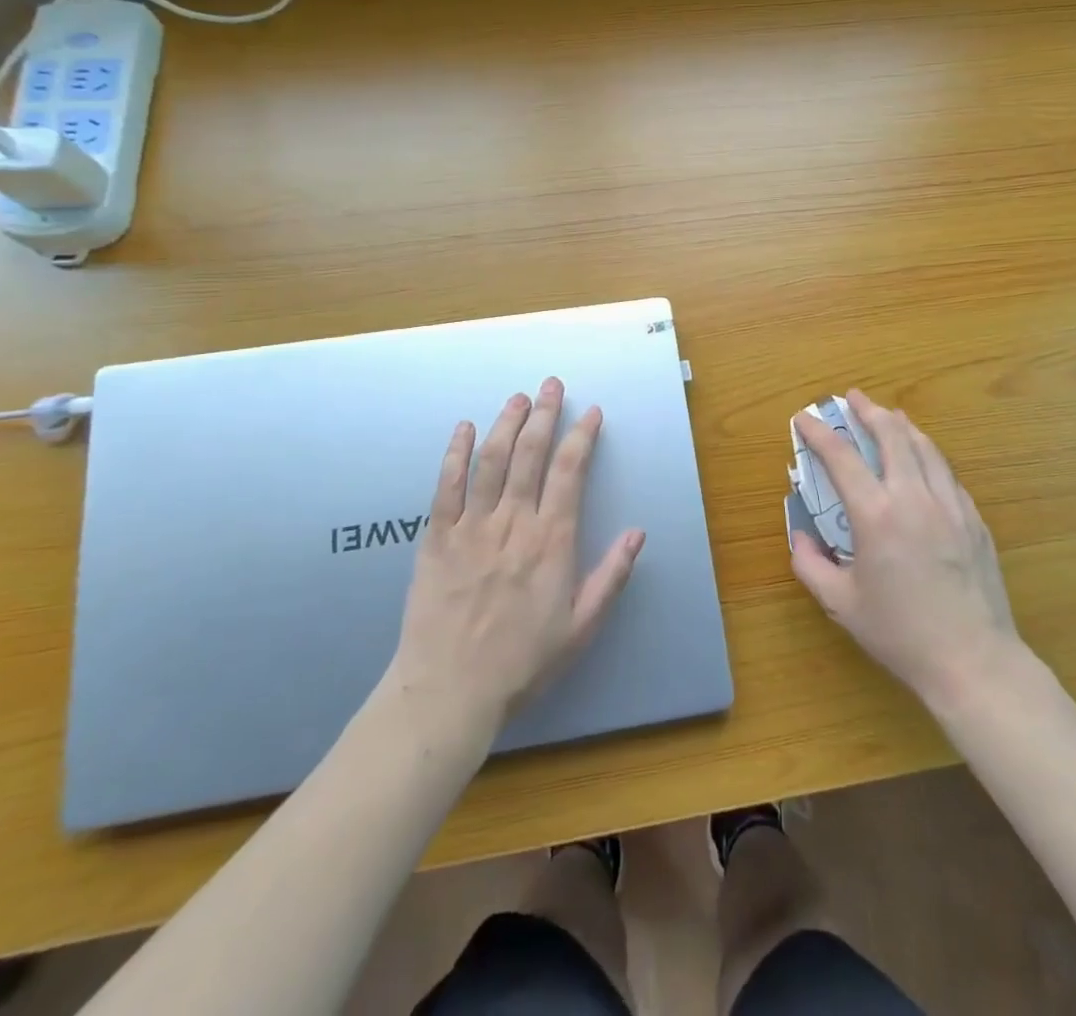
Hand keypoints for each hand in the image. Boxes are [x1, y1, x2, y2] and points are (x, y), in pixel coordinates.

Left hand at [387, 378, 644, 742]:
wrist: (450, 691)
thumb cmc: (523, 662)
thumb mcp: (581, 628)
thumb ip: (611, 577)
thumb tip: (638, 532)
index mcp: (552, 542)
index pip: (570, 473)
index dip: (582, 437)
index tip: (591, 412)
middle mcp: (513, 523)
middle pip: (531, 454)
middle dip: (544, 414)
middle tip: (551, 385)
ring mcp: (472, 526)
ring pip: (492, 461)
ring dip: (506, 423)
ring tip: (518, 397)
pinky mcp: (437, 536)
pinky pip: (447, 485)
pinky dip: (457, 453)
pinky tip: (465, 427)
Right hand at [790, 388, 1021, 711]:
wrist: (973, 660)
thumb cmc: (900, 633)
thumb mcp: (840, 604)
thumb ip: (810, 565)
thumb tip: (801, 536)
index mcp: (876, 515)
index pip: (842, 457)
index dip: (819, 432)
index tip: (804, 417)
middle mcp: (914, 498)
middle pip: (892, 436)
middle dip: (869, 411)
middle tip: (854, 398)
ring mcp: (950, 505)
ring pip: (925, 448)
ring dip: (902, 426)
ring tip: (889, 416)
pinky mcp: (974, 519)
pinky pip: (947, 474)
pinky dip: (929, 456)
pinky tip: (924, 461)